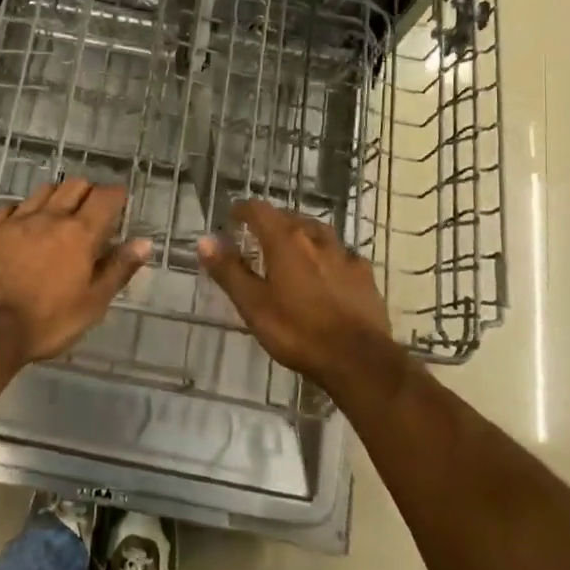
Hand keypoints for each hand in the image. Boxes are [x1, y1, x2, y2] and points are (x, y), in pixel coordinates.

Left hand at [0, 178, 151, 363]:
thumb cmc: (46, 321)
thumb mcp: (92, 304)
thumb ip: (118, 269)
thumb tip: (144, 242)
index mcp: (80, 233)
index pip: (105, 198)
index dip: (116, 195)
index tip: (120, 203)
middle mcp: (50, 217)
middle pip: (74, 185)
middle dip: (88, 191)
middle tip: (91, 210)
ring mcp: (17, 220)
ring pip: (43, 191)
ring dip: (56, 196)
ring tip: (58, 214)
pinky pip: (9, 208)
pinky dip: (20, 211)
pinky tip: (20, 225)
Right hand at [199, 200, 396, 390]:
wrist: (358, 360)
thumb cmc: (298, 331)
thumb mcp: (253, 305)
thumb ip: (229, 270)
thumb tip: (205, 240)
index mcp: (285, 240)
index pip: (259, 210)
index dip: (243, 209)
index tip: (233, 216)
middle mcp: (315, 238)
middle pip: (290, 217)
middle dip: (272, 222)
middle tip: (259, 236)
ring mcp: (344, 255)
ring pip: (319, 232)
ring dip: (302, 234)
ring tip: (293, 248)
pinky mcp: (364, 275)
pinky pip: (342, 255)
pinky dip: (329, 256)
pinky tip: (329, 271)